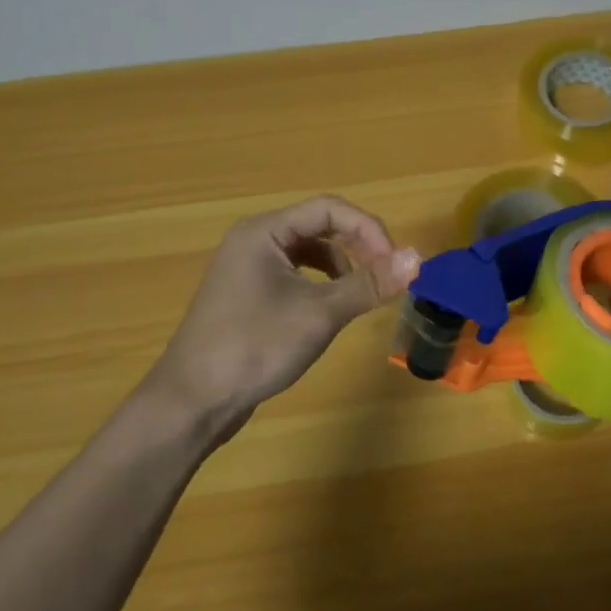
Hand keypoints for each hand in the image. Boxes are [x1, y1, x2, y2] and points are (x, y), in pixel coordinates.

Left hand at [139, 195, 420, 445]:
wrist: (193, 401)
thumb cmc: (254, 347)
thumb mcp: (319, 314)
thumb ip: (369, 284)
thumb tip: (417, 259)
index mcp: (264, 232)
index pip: (329, 208)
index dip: (368, 230)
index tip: (394, 263)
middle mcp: (254, 241)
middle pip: (319, 226)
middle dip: (358, 246)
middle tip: (386, 276)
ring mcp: (248, 269)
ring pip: (308, 252)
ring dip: (342, 265)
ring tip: (362, 294)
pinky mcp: (249, 296)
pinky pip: (295, 275)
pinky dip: (321, 284)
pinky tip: (331, 309)